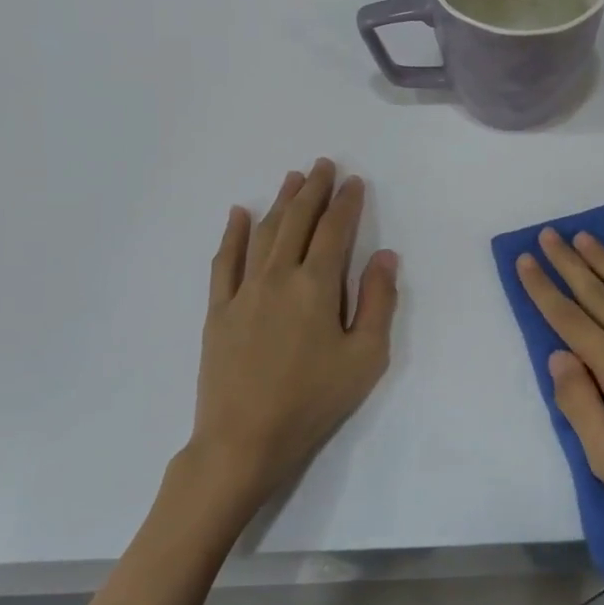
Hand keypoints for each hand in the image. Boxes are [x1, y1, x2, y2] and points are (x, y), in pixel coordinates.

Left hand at [186, 159, 398, 515]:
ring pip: (263, 233)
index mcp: (317, 285)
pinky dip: (233, 234)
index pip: (334, 231)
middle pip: (297, 221)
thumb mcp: (365, 357)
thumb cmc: (314, 400)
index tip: (354, 181)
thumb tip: (384, 255)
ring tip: (292, 178)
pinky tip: (239, 213)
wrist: (244, 439)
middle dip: (313, 190)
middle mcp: (278, 276)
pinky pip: (224, 261)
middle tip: (323, 165)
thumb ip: (378, 301)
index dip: (346, 203)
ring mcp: (243, 291)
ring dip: (279, 202)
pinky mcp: (219, 310)